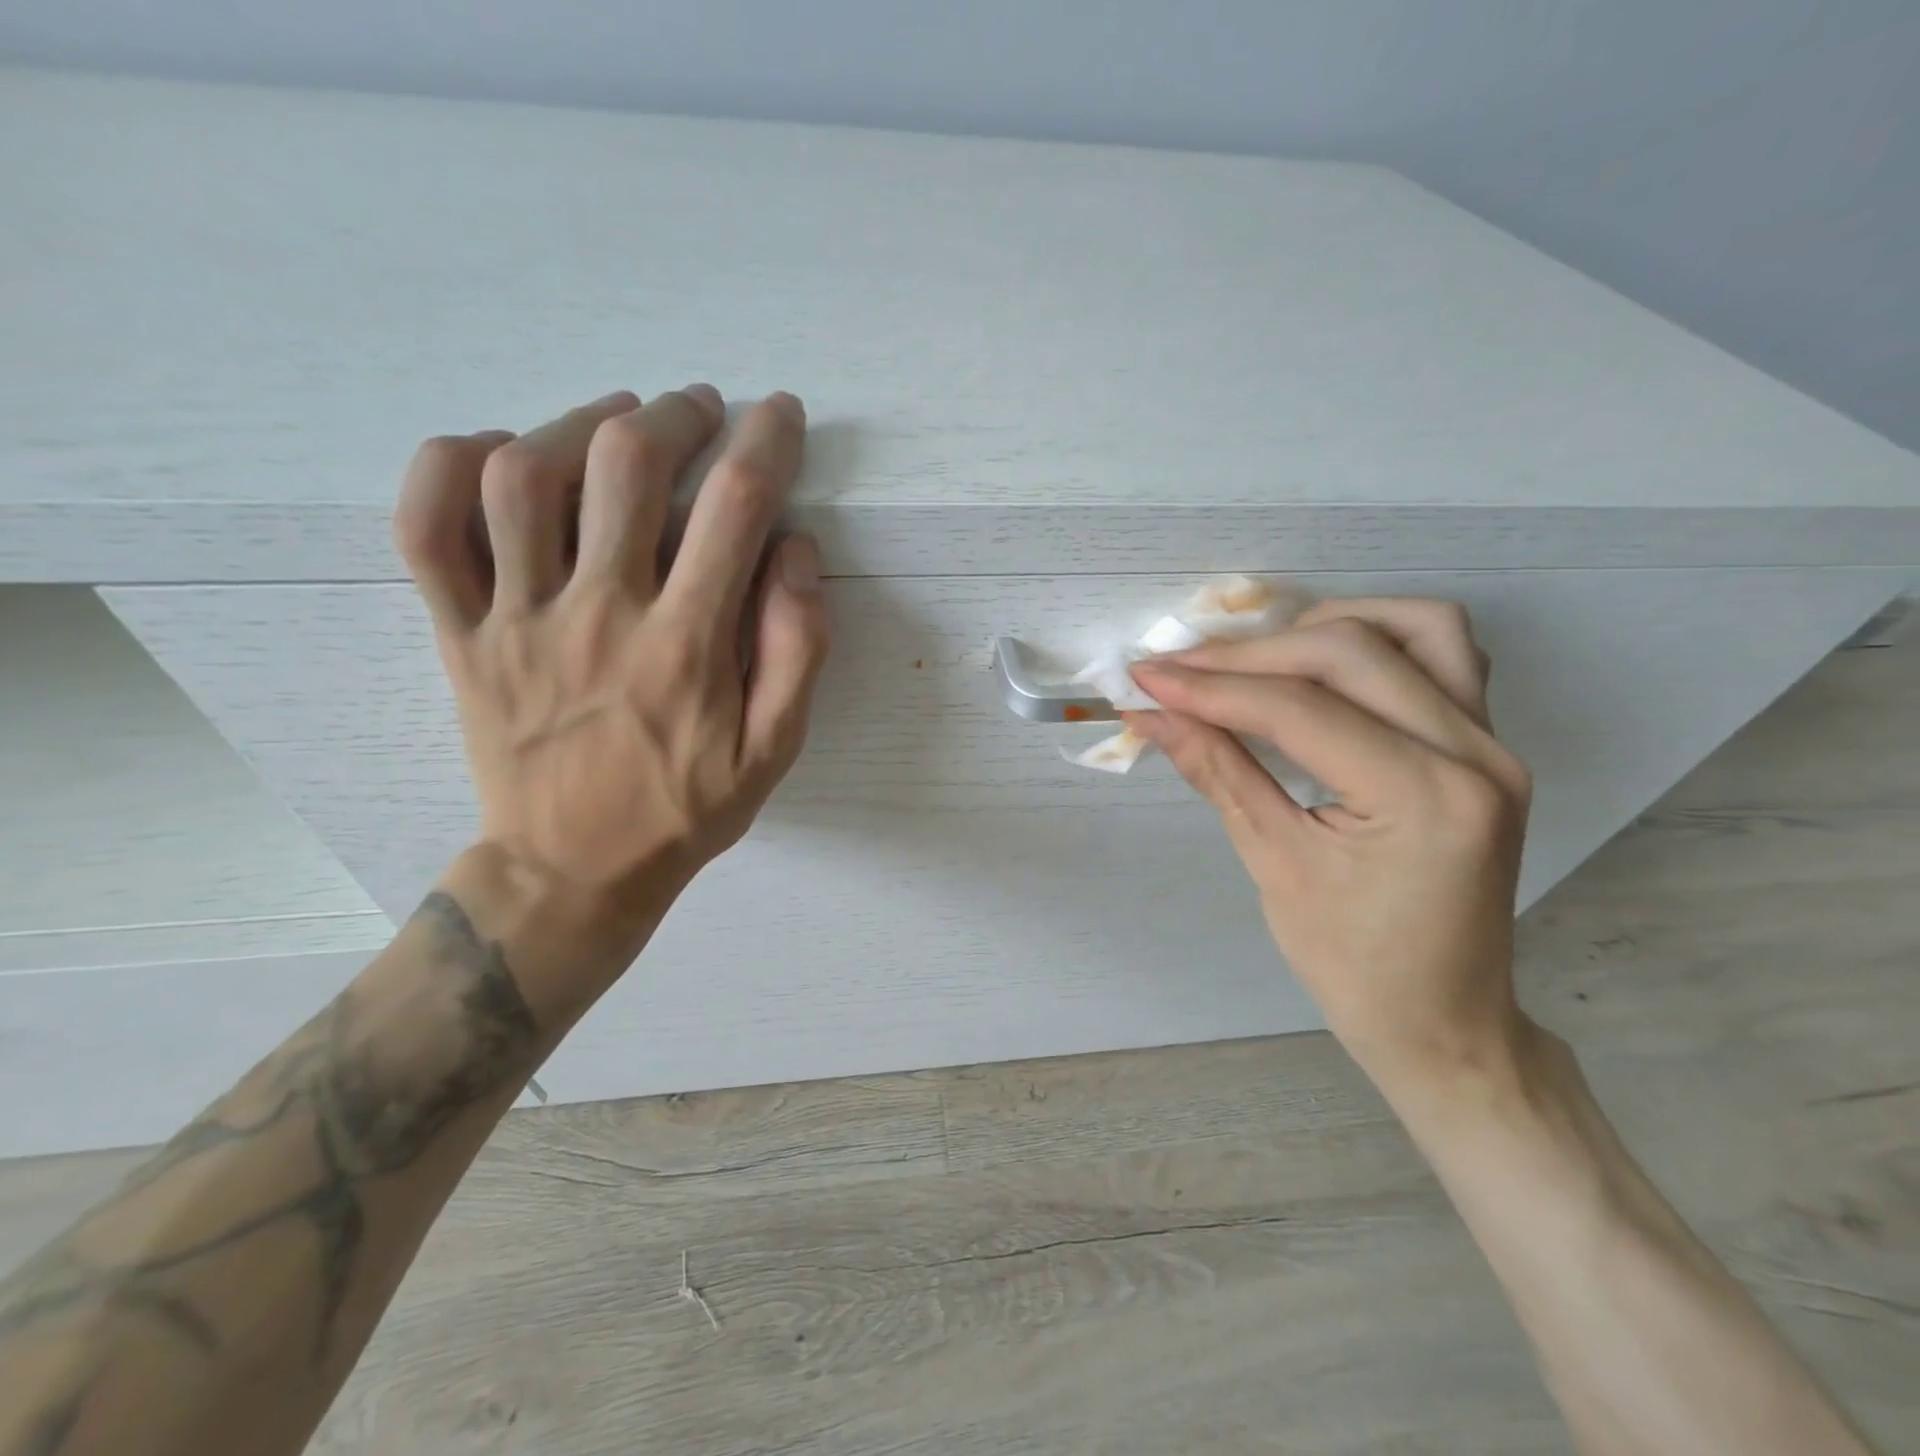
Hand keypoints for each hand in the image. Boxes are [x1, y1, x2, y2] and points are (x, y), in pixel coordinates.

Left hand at [392, 385, 829, 914]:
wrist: (570, 870)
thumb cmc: (684, 810)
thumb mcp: (774, 750)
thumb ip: (799, 650)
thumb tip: (794, 551)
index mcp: (686, 645)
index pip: (733, 507)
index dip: (765, 442)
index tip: (779, 414)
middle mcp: (600, 614)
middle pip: (626, 464)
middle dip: (676, 415)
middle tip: (701, 410)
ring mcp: (518, 619)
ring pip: (526, 475)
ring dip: (580, 422)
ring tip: (618, 419)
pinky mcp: (461, 634)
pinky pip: (427, 528)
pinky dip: (452, 467)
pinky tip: (502, 454)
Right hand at [1129, 599, 1533, 1089]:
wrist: (1443, 1020)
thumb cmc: (1352, 964)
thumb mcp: (1273, 865)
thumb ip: (1216, 771)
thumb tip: (1152, 715)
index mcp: (1423, 799)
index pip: (1297, 709)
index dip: (1210, 687)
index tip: (1145, 679)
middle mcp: (1474, 754)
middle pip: (1349, 652)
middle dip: (1249, 655)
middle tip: (1179, 670)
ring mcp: (1492, 744)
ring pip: (1414, 628)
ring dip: (1323, 627)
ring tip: (1255, 658)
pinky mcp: (1487, 745)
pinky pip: (1442, 655)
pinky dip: (1376, 641)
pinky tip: (1322, 666)